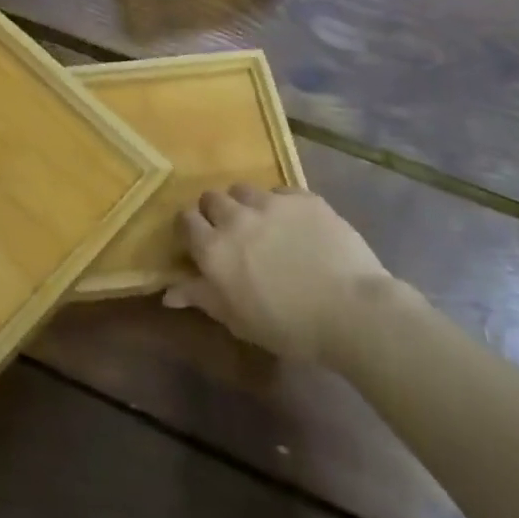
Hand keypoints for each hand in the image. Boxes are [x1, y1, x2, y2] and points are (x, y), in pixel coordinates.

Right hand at [164, 185, 394, 363]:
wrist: (352, 310)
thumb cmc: (290, 327)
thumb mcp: (238, 320)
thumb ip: (201, 298)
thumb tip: (167, 292)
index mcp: (214, 249)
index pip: (185, 220)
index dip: (191, 229)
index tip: (200, 243)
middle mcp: (236, 218)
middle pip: (211, 198)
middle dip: (216, 213)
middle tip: (233, 235)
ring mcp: (270, 203)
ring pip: (243, 190)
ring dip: (246, 205)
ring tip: (263, 225)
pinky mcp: (302, 197)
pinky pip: (280, 192)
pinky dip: (280, 205)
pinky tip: (296, 226)